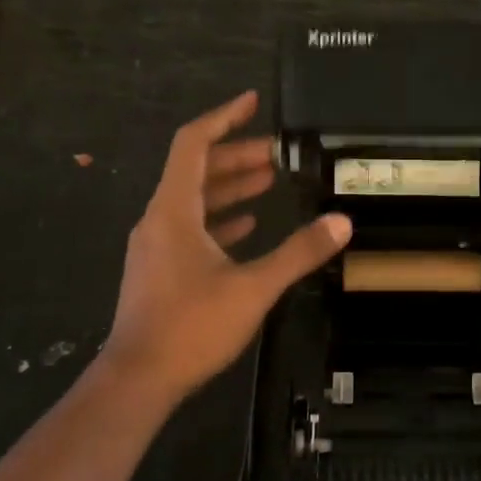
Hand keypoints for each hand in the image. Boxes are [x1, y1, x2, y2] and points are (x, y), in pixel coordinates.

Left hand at [101, 90, 350, 404]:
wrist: (139, 378)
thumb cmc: (191, 326)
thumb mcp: (253, 287)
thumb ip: (298, 253)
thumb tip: (341, 222)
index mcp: (174, 210)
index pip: (193, 144)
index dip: (224, 117)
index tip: (253, 102)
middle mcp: (160, 219)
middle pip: (196, 170)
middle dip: (236, 155)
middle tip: (278, 152)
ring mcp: (156, 246)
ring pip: (194, 201)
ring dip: (229, 187)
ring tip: (269, 179)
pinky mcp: (160, 270)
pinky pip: (191, 229)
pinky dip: (219, 219)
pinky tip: (247, 224)